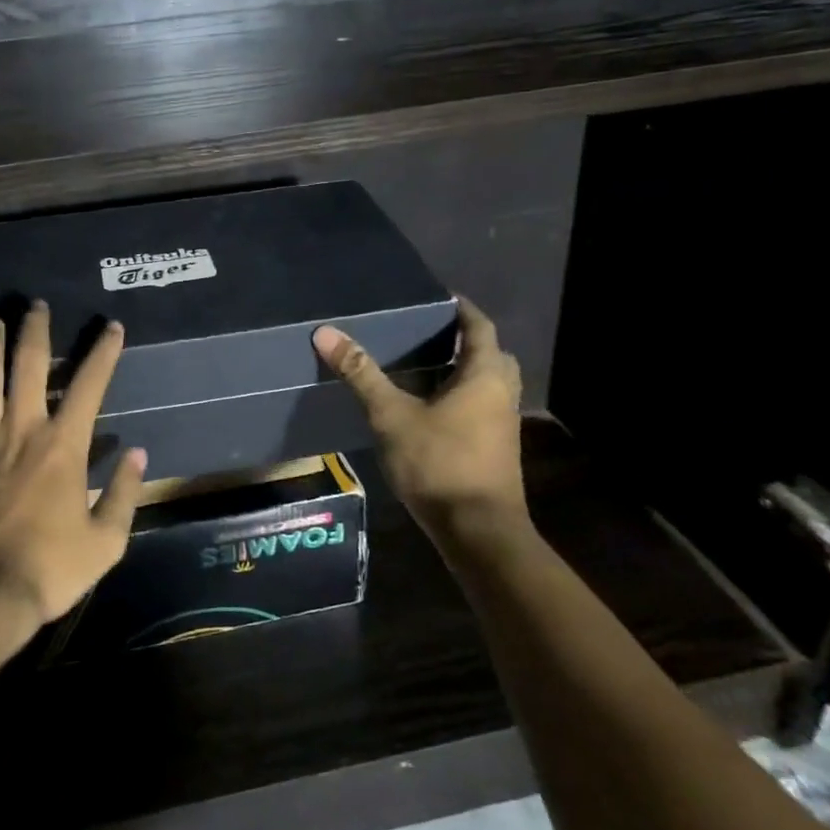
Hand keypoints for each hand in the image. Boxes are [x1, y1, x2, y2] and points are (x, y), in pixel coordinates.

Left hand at [0, 301, 144, 642]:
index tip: (112, 327)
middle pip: (28, 366)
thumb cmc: (44, 570)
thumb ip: (124, 495)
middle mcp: (21, 430)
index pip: (89, 386)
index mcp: (63, 446)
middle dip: (35, 331)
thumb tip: (137, 455)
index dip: (103, 353)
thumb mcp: (103, 543)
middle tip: (36, 305)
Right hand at [312, 297, 525, 538]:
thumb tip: (326, 332)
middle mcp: (502, 393)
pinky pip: (483, 406)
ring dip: (464, 369)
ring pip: (488, 383)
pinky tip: (430, 406)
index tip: (437, 297)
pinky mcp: (496, 448)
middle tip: (427, 331)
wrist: (478, 532)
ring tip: (424, 364)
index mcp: (484, 375)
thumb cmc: (439, 463)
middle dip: (464, 339)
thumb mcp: (392, 415)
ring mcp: (503, 423)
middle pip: (489, 353)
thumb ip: (361, 373)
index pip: (479, 326)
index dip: (461, 308)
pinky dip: (462, 395)